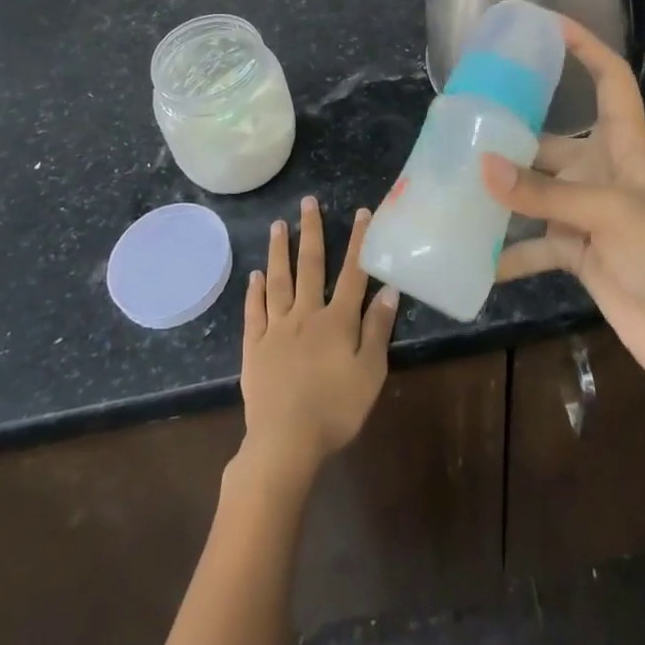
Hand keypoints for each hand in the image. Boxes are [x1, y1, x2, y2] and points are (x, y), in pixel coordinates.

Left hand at [239, 198, 398, 482]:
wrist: (285, 442)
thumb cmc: (335, 410)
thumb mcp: (370, 373)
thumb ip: (377, 329)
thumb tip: (389, 289)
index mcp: (337, 320)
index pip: (353, 273)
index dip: (359, 242)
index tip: (362, 212)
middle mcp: (306, 314)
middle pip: (310, 266)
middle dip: (311, 232)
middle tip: (307, 202)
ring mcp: (277, 329)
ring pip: (278, 281)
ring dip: (279, 251)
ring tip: (277, 226)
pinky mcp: (255, 348)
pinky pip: (255, 312)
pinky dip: (255, 292)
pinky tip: (255, 276)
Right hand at [483, 17, 644, 394]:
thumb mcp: (608, 213)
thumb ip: (543, 192)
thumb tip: (482, 167)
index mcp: (626, 144)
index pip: (610, 78)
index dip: (586, 46)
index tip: (547, 25)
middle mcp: (604, 170)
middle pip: (554, 137)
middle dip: (515, 132)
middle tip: (466, 122)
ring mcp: (590, 211)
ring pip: (537, 190)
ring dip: (504, 192)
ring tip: (456, 182)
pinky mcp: (579, 250)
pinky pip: (535, 243)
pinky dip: (509, 252)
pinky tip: (474, 256)